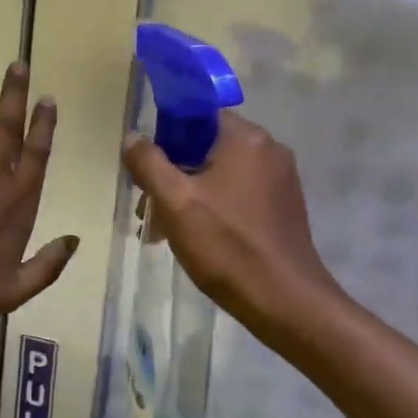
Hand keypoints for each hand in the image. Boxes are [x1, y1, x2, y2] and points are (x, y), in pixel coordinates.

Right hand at [122, 111, 338, 345]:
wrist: (285, 302)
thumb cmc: (227, 246)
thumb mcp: (175, 202)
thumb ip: (149, 163)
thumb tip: (133, 137)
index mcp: (247, 138)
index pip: (197, 115)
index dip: (165, 136)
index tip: (146, 168)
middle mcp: (269, 150)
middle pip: (207, 146)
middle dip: (172, 173)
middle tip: (147, 208)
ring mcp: (281, 180)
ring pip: (220, 173)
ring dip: (189, 194)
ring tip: (163, 230)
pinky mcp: (283, 207)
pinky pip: (238, 194)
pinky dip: (213, 207)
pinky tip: (195, 237)